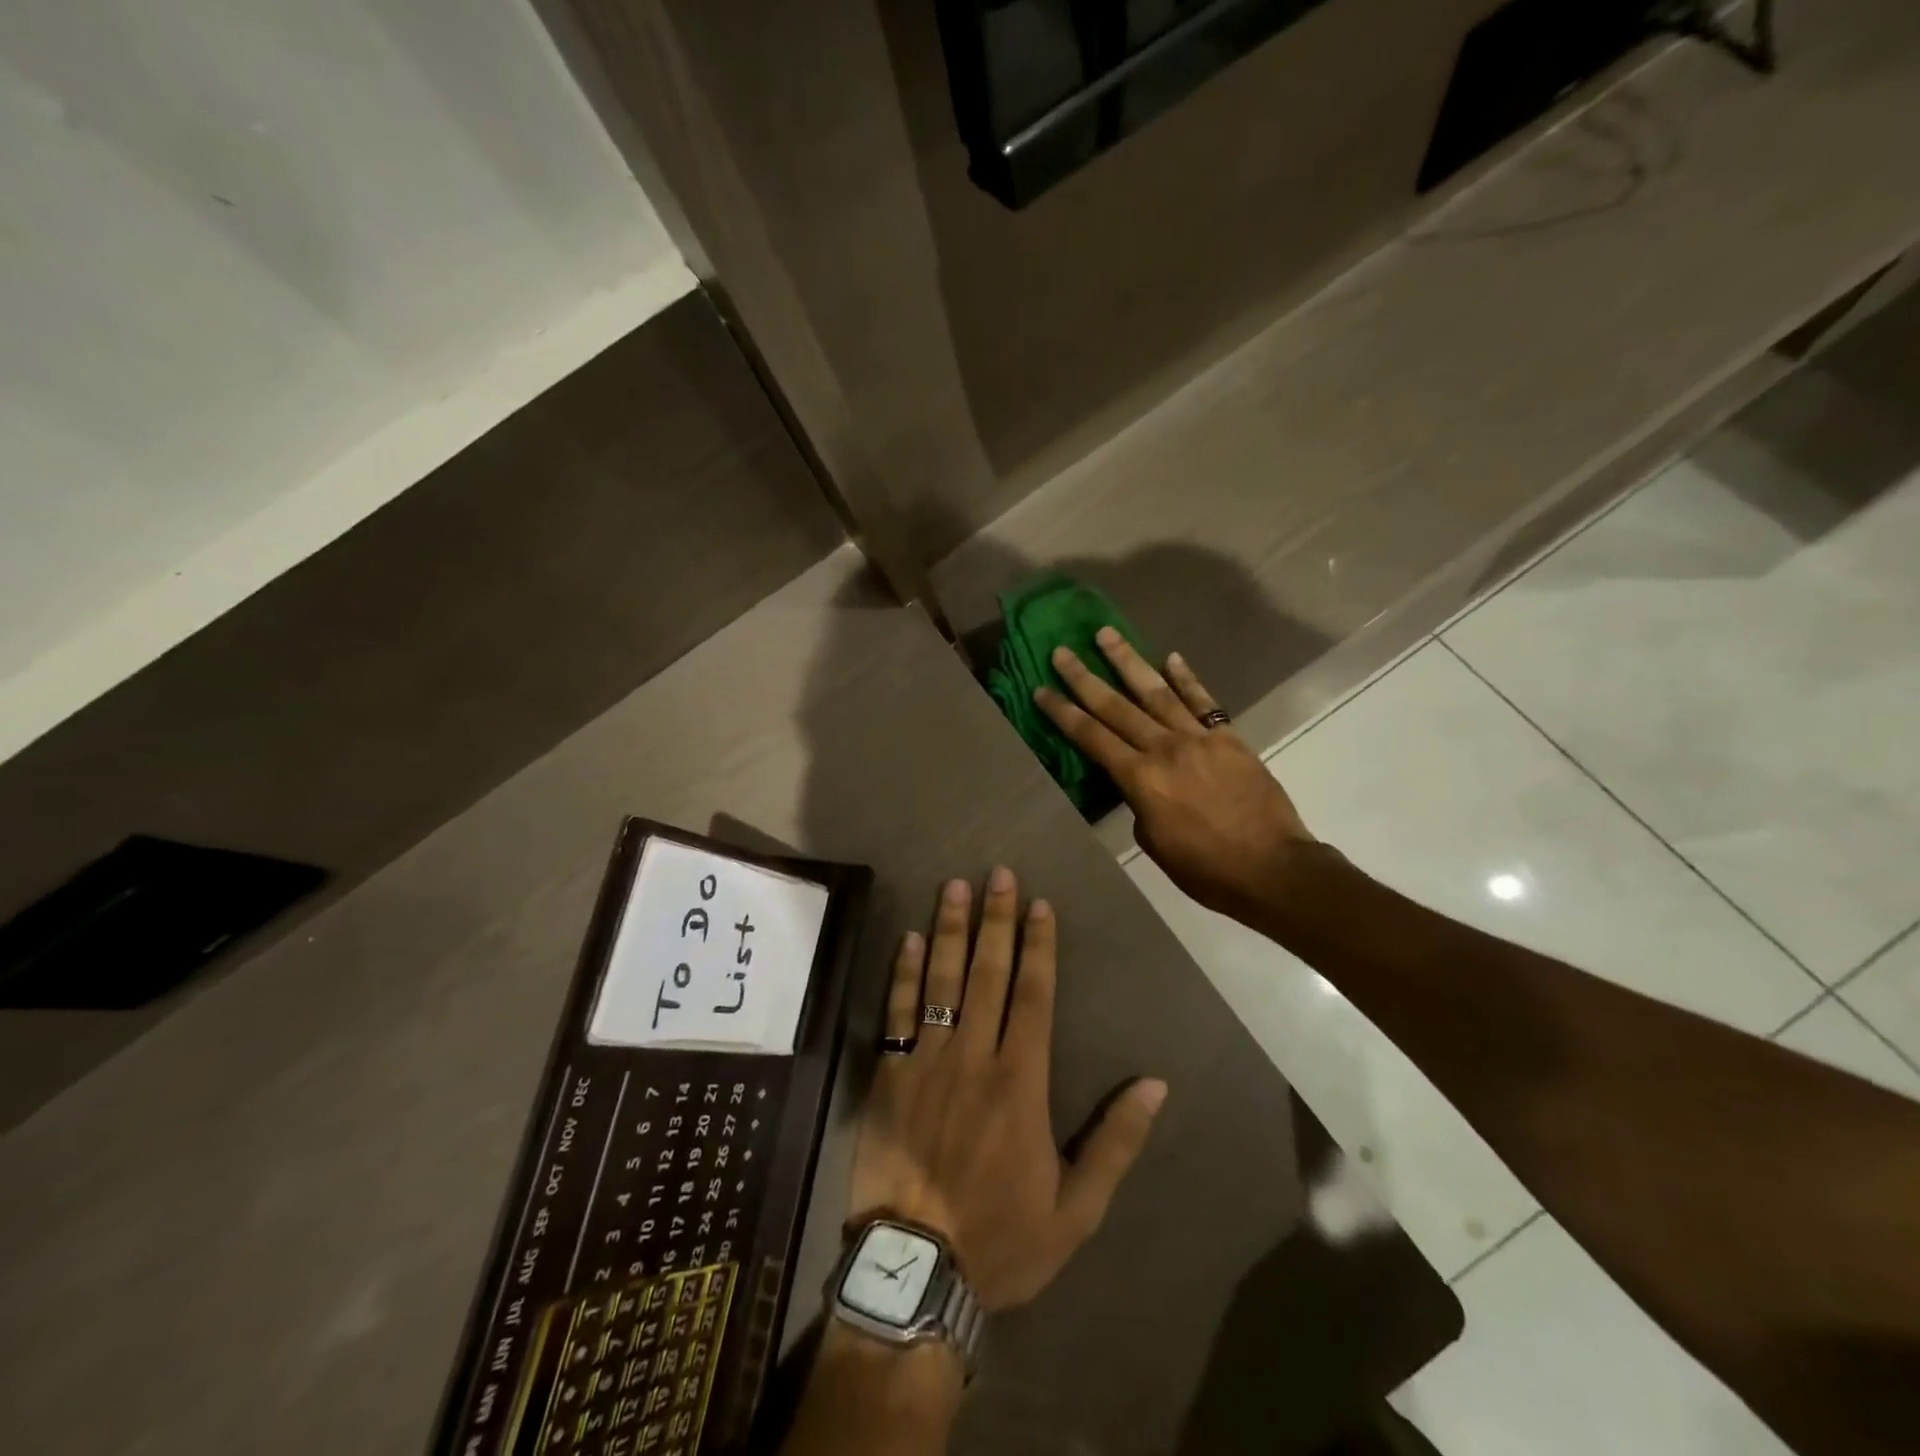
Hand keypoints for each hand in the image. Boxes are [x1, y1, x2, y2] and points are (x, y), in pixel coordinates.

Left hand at [848, 867, 1166, 1310]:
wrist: (916, 1270)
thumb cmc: (1001, 1238)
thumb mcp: (1077, 1208)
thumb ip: (1117, 1142)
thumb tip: (1155, 1084)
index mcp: (1021, 1081)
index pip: (1034, 994)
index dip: (1039, 945)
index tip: (1040, 903)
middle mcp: (974, 1056)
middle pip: (989, 973)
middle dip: (996, 919)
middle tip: (998, 873)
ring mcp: (927, 1061)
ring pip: (941, 980)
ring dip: (948, 930)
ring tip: (954, 887)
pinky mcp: (889, 1074)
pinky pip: (897, 1012)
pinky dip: (902, 973)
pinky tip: (907, 939)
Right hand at [1034, 629, 1313, 926]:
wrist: (1272, 869)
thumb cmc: (1206, 869)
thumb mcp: (1154, 843)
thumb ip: (1138, 803)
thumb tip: (1138, 782)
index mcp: (1140, 780)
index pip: (1092, 738)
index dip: (1063, 713)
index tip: (1041, 689)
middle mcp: (1164, 749)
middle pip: (1116, 707)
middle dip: (1084, 678)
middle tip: (1062, 651)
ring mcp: (1199, 739)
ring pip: (1156, 692)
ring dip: (1128, 661)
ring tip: (1106, 634)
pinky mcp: (1229, 738)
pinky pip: (1204, 701)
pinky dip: (1186, 678)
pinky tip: (1170, 657)